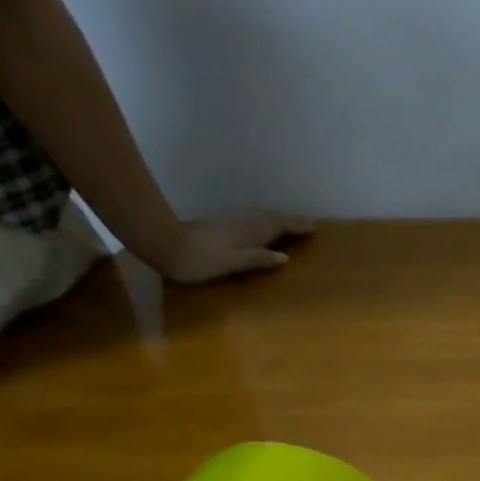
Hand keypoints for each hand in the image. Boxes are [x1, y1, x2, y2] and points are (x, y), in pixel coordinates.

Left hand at [153, 210, 317, 283]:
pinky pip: (250, 219)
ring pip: (260, 217)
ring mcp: (230, 220)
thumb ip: (258, 259)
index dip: (297, 226)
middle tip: (306, 226)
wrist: (164, 245)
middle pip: (271, 218)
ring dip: (276, 220)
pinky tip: (261, 229)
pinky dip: (262, 222)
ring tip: (288, 227)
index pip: (280, 226)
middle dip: (290, 221)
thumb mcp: (232, 263)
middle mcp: (243, 222)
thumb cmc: (200, 260)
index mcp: (250, 231)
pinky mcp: (220, 223)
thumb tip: (285, 257)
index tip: (315, 227)